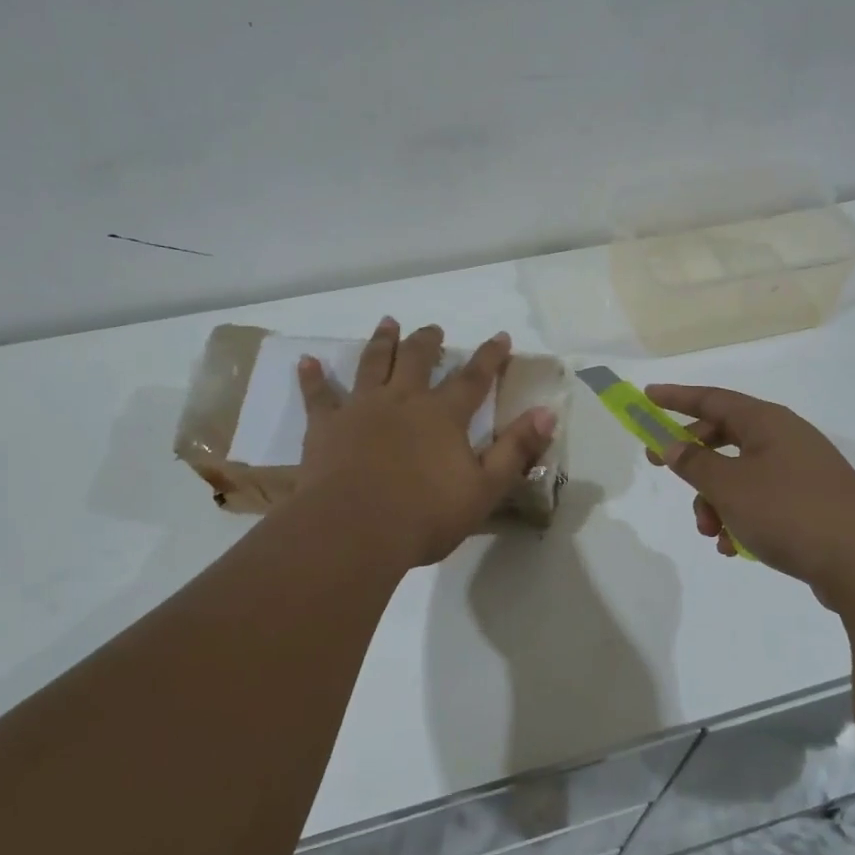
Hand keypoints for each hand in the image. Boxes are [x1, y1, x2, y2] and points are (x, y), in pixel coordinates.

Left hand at [295, 318, 556, 566]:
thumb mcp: (484, 489)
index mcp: (443, 416)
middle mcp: (403, 401)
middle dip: (428, 341)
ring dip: (382, 342)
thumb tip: (547, 413)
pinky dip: (313, 378)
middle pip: (418, 360)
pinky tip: (307, 362)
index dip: (489, 357)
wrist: (355, 530)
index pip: (473, 378)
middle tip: (433, 328)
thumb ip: (516, 450)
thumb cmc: (425, 515)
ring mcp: (361, 409)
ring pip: (373, 364)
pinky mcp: (326, 426)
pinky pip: (318, 396)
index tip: (500, 336)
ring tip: (387, 323)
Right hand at [644, 384, 854, 608]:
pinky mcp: (811, 505)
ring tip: (712, 533)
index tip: (646, 397)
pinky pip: (762, 502)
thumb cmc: (789, 512)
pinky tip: (735, 548)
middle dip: (693, 461)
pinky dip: (741, 519)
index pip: (712, 398)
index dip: (676, 397)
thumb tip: (673, 445)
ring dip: (715, 501)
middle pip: (724, 437)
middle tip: (661, 469)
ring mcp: (802, 473)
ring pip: (740, 476)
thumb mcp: (729, 486)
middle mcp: (786, 439)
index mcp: (768, 422)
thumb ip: (694, 463)